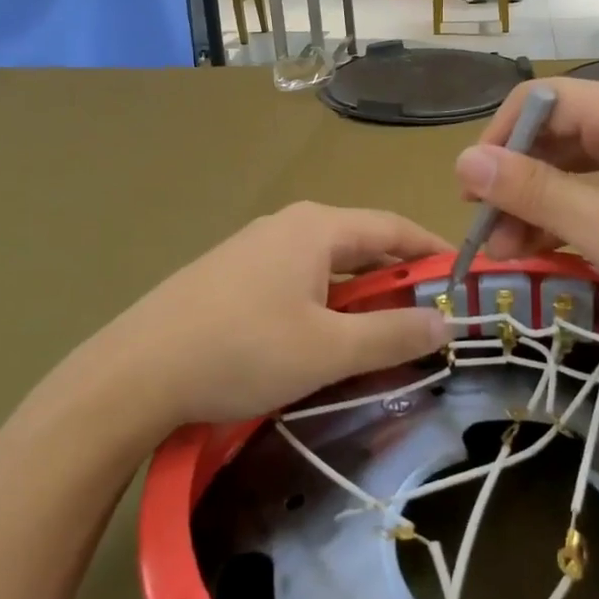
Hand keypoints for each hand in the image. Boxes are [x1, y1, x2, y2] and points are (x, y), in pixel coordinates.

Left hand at [88, 202, 451, 429]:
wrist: (135, 372)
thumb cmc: (242, 351)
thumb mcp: (328, 349)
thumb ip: (392, 334)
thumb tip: (443, 323)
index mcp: (316, 227)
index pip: (393, 227)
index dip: (432, 252)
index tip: (464, 280)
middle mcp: (287, 226)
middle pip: (360, 245)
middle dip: (396, 280)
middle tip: (426, 319)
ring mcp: (253, 248)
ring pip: (326, 267)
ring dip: (359, 297)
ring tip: (378, 337)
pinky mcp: (229, 276)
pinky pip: (295, 281)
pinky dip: (323, 305)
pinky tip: (318, 340)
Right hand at [453, 79, 598, 356]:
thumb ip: (532, 191)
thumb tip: (462, 161)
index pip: (539, 101)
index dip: (496, 141)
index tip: (473, 196)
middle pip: (554, 132)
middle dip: (514, 181)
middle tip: (488, 236)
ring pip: (573, 163)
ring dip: (538, 203)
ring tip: (509, 253)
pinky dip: (570, 212)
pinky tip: (547, 248)